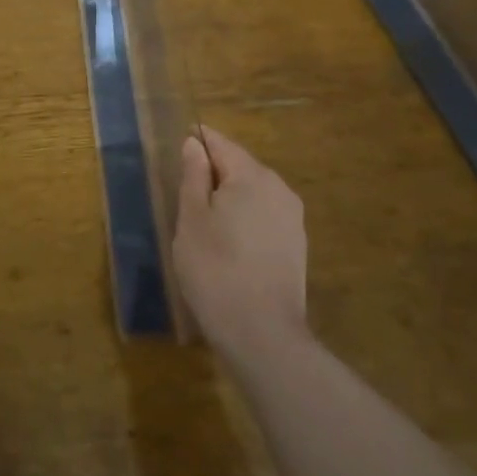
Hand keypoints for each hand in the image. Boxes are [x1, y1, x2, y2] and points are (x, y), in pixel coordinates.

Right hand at [173, 126, 308, 364]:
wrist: (262, 333)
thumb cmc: (215, 269)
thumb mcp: (191, 219)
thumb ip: (193, 176)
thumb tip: (194, 143)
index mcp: (251, 176)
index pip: (221, 144)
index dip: (199, 141)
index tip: (180, 146)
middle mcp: (278, 188)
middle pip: (240, 166)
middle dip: (214, 172)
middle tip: (185, 191)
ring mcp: (292, 218)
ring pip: (253, 192)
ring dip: (230, 197)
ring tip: (204, 220)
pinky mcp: (296, 245)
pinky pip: (264, 215)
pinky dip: (245, 218)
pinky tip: (229, 242)